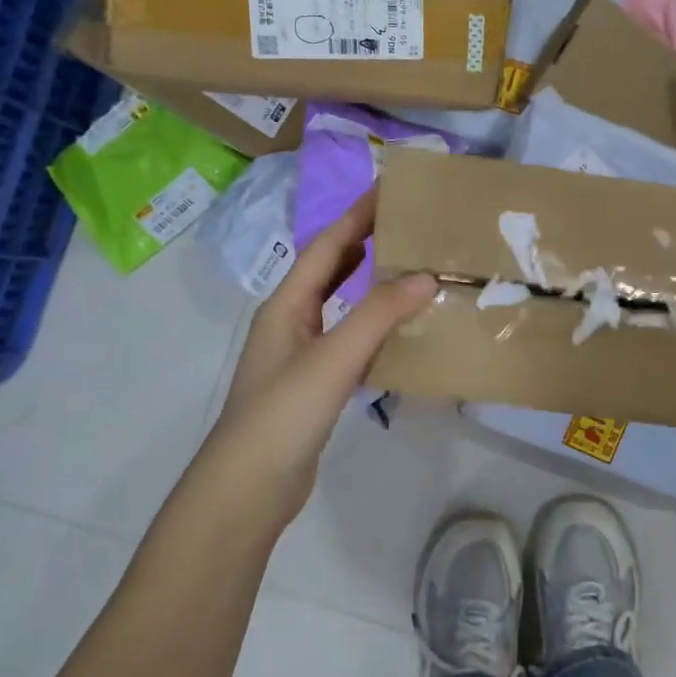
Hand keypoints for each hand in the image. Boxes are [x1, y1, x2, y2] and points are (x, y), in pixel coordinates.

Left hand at [196, 191, 435, 530]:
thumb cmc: (283, 414)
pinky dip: (372, 324)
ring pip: (339, 305)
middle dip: (364, 242)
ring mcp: (299, 355)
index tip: (390, 189)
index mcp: (287, 305)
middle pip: (329, 269)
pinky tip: (398, 331)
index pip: (327, 246)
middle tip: (409, 225)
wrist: (248, 487)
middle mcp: (290, 321)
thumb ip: (378, 315)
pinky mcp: (313, 384)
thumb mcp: (333, 359)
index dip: (357, 215)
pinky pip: (347, 339)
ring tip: (410, 268)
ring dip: (369, 283)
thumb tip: (427, 275)